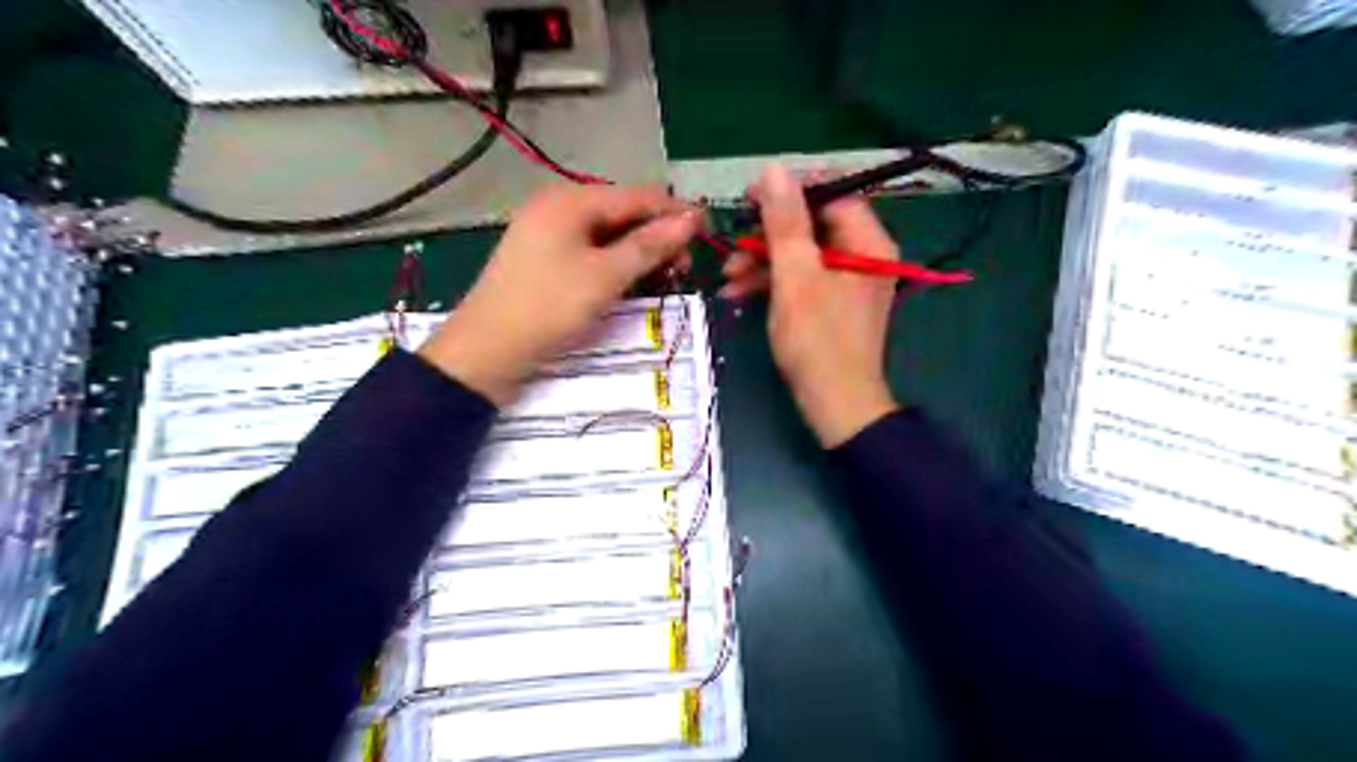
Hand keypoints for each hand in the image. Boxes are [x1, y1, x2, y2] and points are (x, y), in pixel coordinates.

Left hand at [423, 184, 698, 402]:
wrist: (487, 352)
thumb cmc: (549, 307)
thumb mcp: (606, 275)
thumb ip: (650, 245)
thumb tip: (693, 218)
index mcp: (570, 200)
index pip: (637, 196)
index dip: (675, 212)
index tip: (708, 232)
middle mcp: (558, 207)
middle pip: (622, 214)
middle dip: (657, 236)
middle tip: (685, 268)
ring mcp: (549, 234)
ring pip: (608, 236)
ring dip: (639, 253)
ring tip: (666, 278)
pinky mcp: (545, 261)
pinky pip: (591, 253)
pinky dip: (616, 265)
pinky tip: (633, 282)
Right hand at [719, 164, 896, 444]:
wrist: (836, 406)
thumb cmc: (817, 340)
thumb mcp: (795, 276)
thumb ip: (784, 222)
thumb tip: (774, 169)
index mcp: (868, 243)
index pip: (832, 195)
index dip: (790, 191)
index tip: (749, 197)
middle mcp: (864, 256)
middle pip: (813, 226)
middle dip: (767, 236)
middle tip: (732, 243)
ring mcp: (849, 283)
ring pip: (802, 255)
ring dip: (763, 262)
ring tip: (727, 276)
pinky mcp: (833, 305)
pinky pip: (803, 281)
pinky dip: (773, 284)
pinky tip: (738, 293)